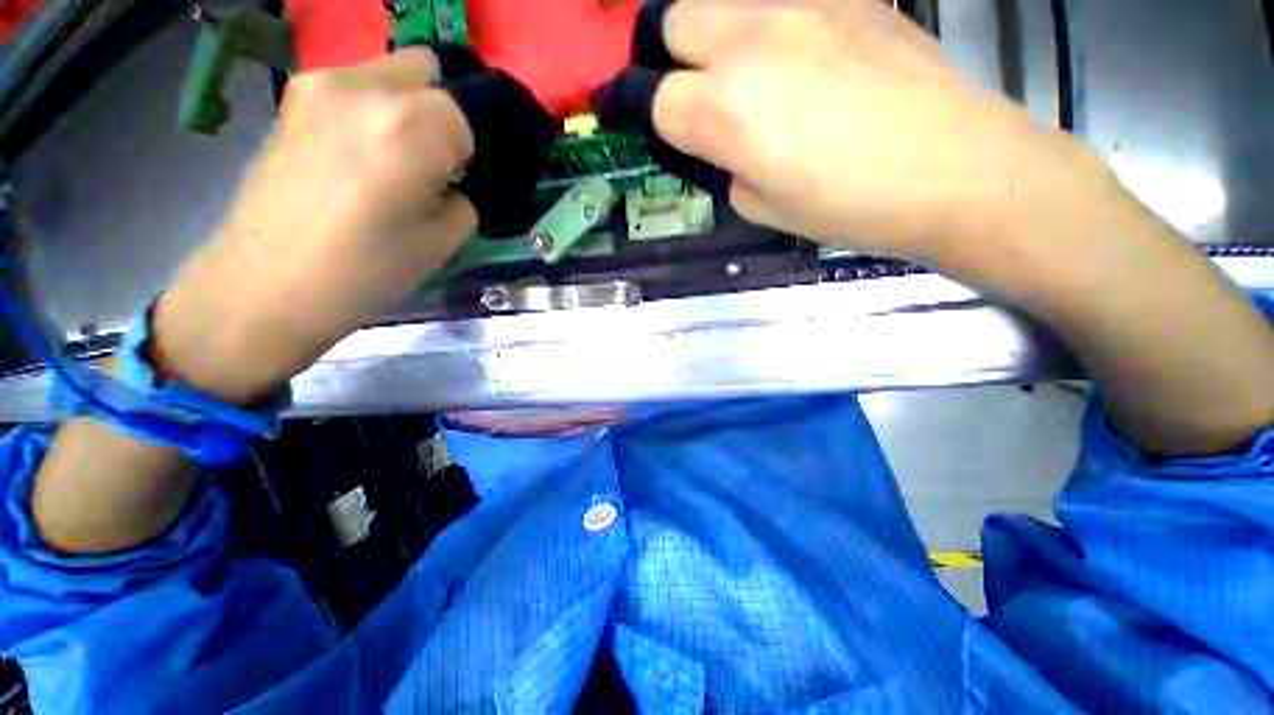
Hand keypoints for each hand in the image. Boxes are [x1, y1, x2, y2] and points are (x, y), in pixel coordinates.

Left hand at [153, 49, 476, 401]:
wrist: (268, 285)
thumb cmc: (366, 271)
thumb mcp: (443, 241)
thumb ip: (466, 197)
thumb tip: (463, 179)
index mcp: (411, 128)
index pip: (469, 113)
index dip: (472, 150)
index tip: (463, 180)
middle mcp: (366, 86)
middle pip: (431, 71)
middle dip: (445, 114)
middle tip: (435, 163)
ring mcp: (321, 83)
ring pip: (392, 71)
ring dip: (409, 106)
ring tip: (395, 157)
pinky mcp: (294, 96)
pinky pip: (356, 83)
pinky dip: (374, 108)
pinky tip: (361, 152)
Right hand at [650, 0, 1102, 269]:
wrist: (952, 169)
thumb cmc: (848, 206)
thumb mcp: (761, 206)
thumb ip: (724, 165)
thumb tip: (716, 141)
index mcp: (722, 111)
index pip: (650, 100)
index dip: (639, 114)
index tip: (639, 121)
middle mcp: (748, 42)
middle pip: (673, 21)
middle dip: (671, 58)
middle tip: (694, 91)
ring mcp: (802, 5)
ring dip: (715, 34)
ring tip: (744, 71)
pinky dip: (772, 24)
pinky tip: (799, 54)